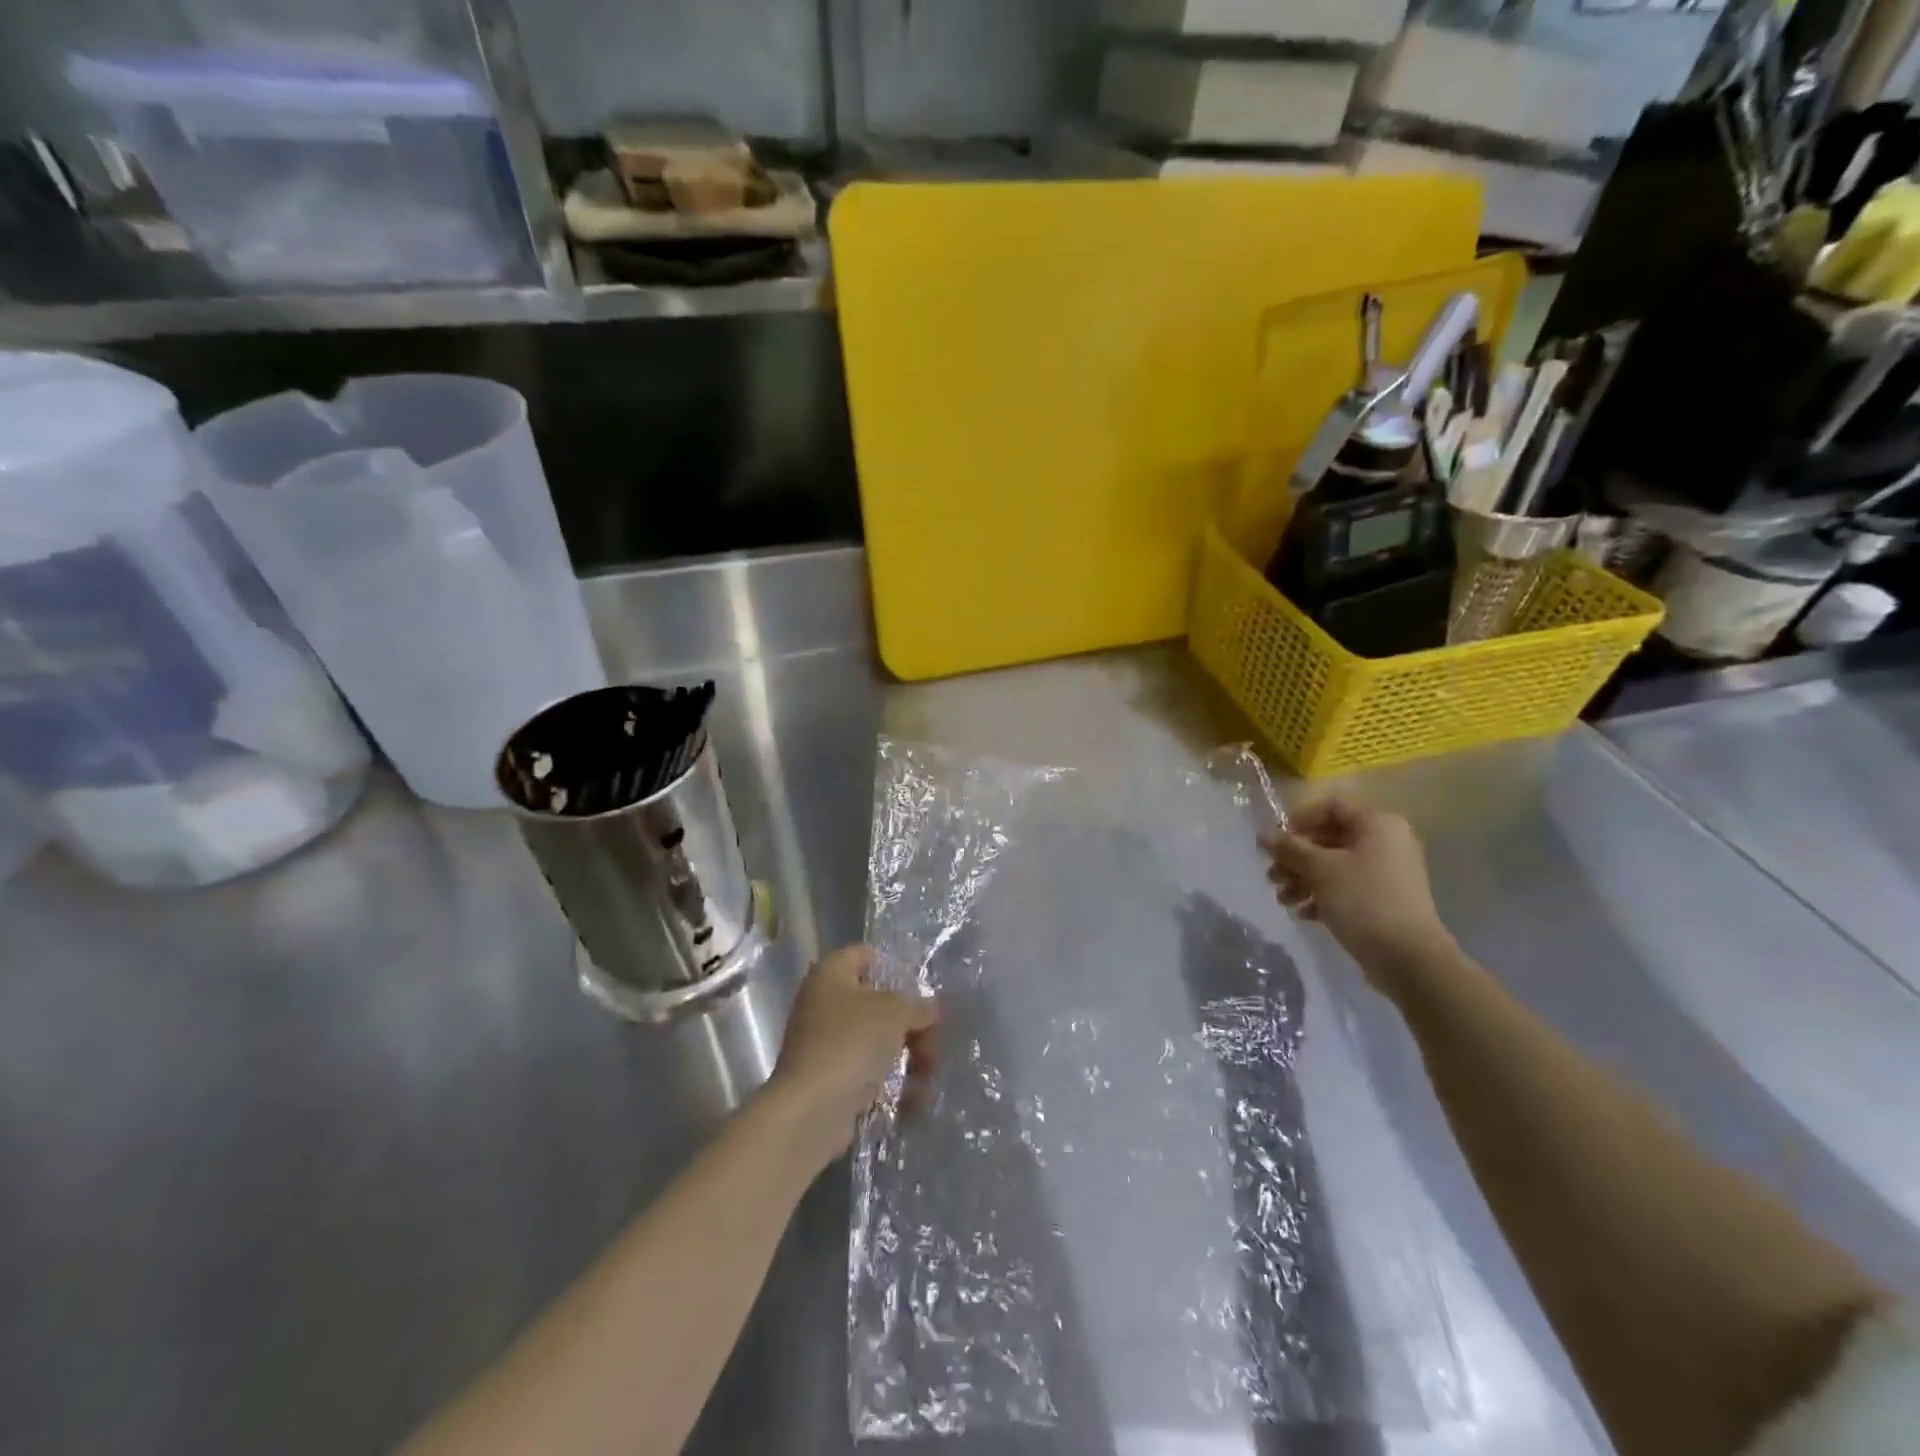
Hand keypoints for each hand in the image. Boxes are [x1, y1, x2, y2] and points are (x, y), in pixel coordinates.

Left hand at [766, 945, 938, 1168]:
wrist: (810, 1110)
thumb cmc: (851, 1043)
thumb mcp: (895, 1013)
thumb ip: (918, 1006)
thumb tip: (930, 1009)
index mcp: (830, 974)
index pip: (865, 955)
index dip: (894, 966)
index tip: (923, 987)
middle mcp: (823, 1004)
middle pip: (877, 1004)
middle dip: (910, 1023)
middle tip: (934, 1041)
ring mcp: (824, 1044)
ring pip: (875, 1041)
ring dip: (908, 1056)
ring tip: (929, 1075)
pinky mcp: (829, 1080)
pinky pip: (868, 1073)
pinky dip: (892, 1084)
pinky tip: (916, 1099)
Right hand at [1262, 798, 1455, 989]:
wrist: (1409, 959)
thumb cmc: (1363, 901)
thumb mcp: (1320, 870)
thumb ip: (1290, 849)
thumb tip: (1264, 835)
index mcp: (1377, 825)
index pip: (1330, 807)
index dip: (1298, 821)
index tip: (1276, 843)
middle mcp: (1386, 843)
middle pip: (1329, 839)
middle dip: (1296, 857)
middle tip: (1272, 876)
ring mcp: (1386, 873)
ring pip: (1334, 866)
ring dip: (1303, 879)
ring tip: (1283, 899)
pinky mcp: (1384, 900)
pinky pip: (1346, 888)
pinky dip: (1322, 896)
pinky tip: (1304, 914)